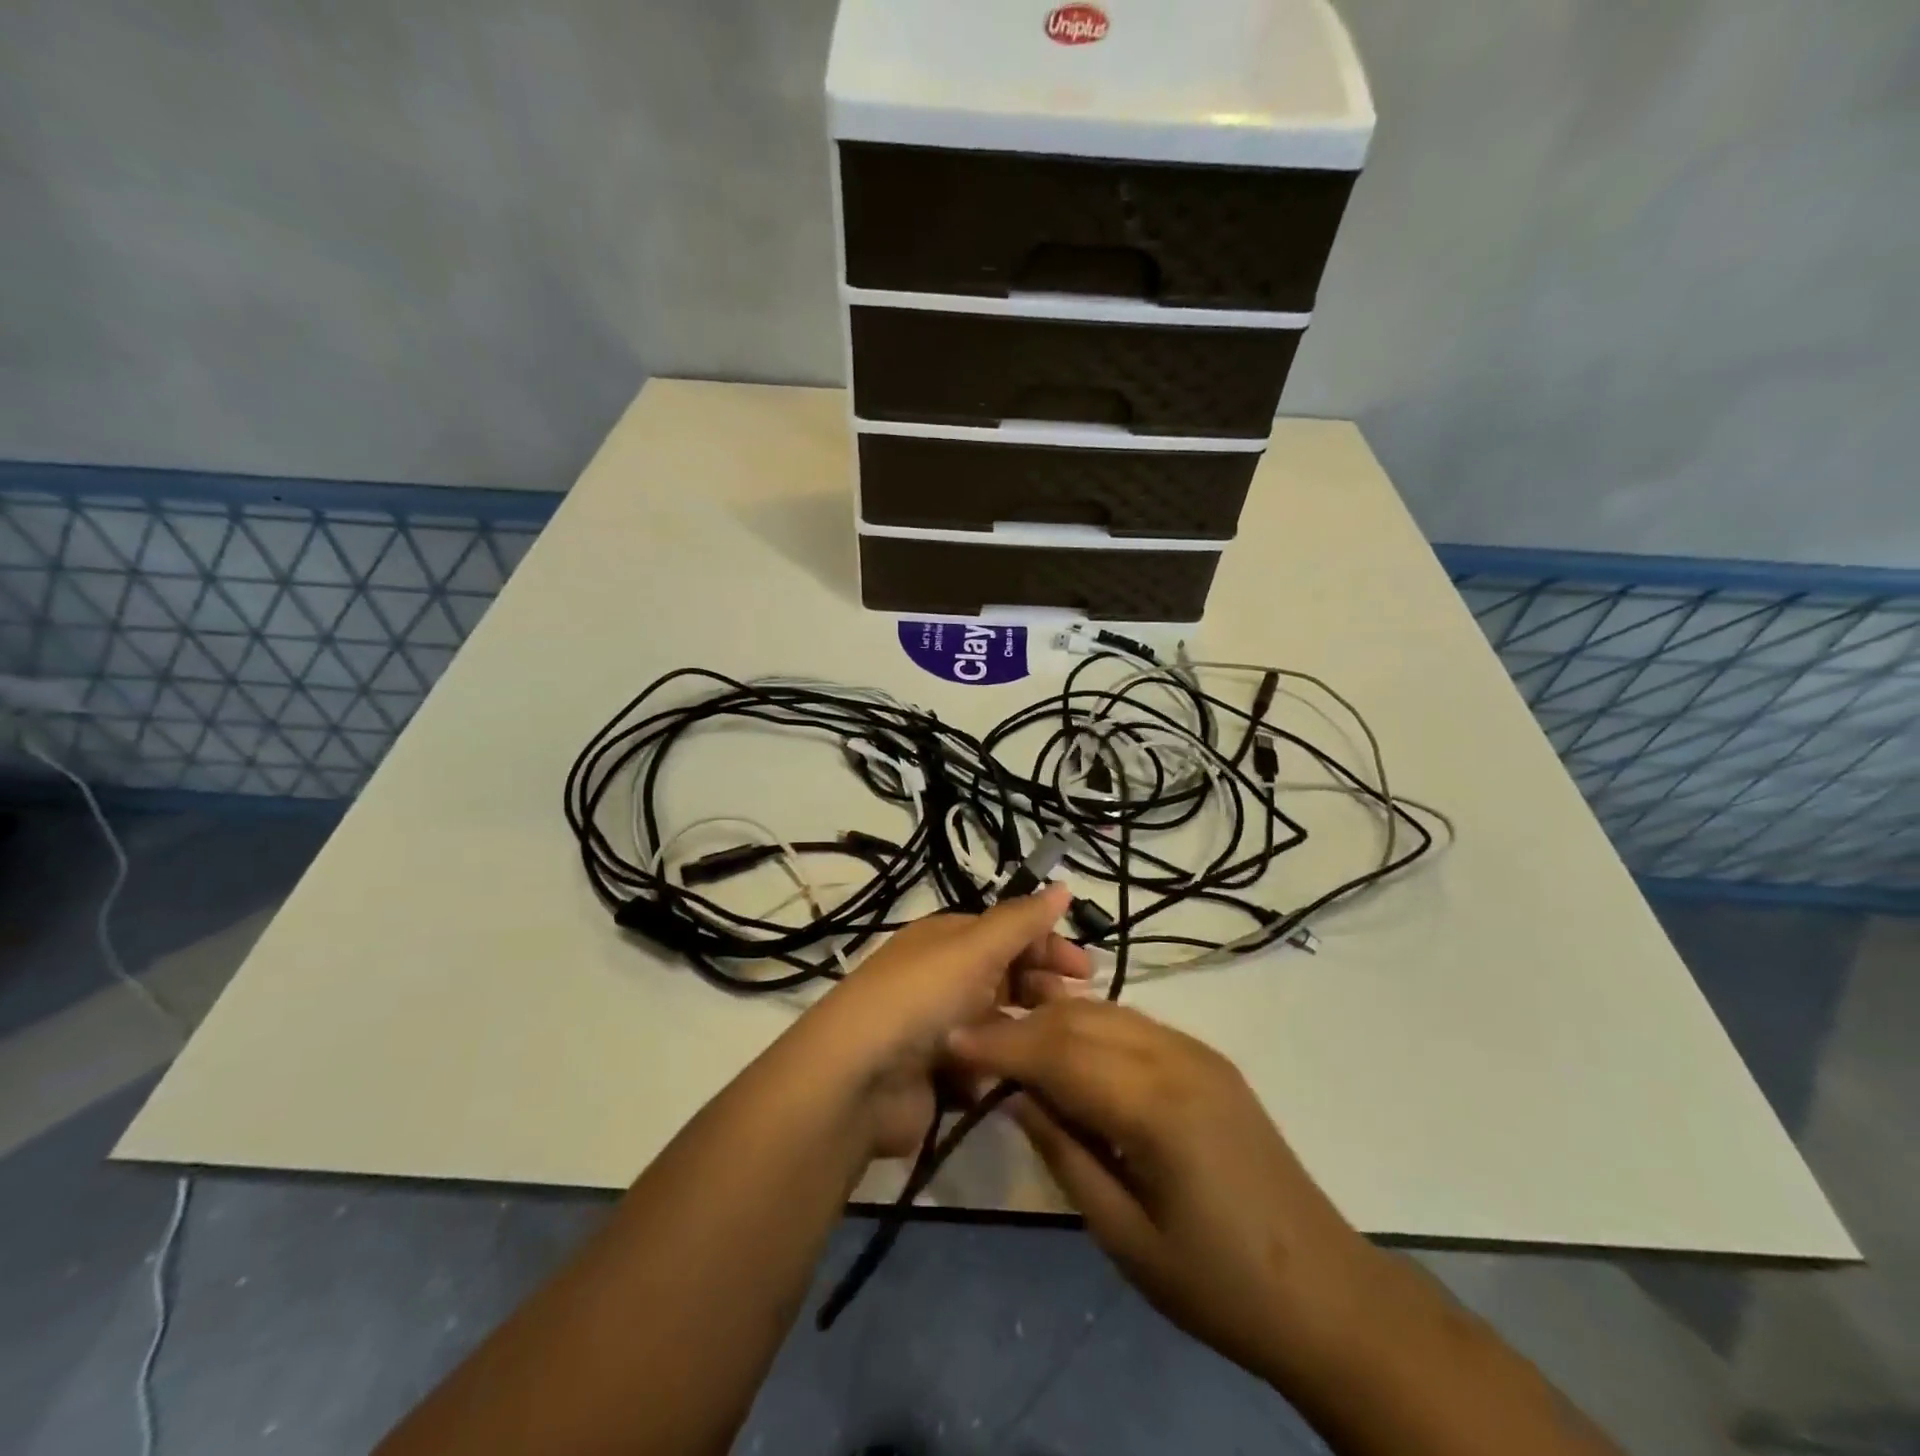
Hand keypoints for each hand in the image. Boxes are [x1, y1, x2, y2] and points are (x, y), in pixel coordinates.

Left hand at [802, 884, 1090, 1157]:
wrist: (859, 1077)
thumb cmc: (922, 997)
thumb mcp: (975, 948)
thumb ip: (1022, 920)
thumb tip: (1062, 885)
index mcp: (948, 939)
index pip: (1009, 932)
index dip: (1048, 945)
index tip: (1086, 971)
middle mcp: (943, 975)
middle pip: (1006, 975)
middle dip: (1042, 988)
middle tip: (1075, 1008)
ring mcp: (939, 1025)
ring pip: (997, 1020)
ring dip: (1025, 1028)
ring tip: (1053, 1044)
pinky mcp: (937, 1071)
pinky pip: (982, 1061)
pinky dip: (999, 1064)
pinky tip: (1018, 1075)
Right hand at [947, 999, 1377, 1383]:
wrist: (1326, 1292)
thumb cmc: (1218, 1283)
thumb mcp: (1123, 1235)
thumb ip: (1064, 1152)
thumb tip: (1014, 1096)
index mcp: (1156, 1106)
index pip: (1058, 1053)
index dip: (1001, 1044)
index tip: (952, 1041)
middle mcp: (1177, 1058)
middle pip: (1079, 1021)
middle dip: (1021, 1026)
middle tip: (974, 1044)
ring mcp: (1197, 1052)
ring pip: (1106, 1012)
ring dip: (1054, 1021)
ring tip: (1012, 1044)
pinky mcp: (1209, 1060)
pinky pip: (1134, 1025)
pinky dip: (1091, 1028)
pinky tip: (1069, 1050)